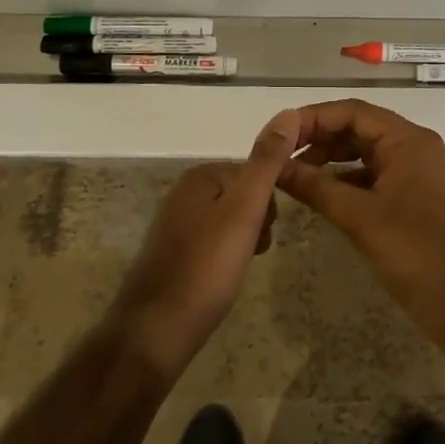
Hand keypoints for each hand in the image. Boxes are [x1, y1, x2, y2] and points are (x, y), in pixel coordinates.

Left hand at [109, 108, 300, 377]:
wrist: (156, 331)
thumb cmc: (207, 267)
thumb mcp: (245, 209)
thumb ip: (267, 162)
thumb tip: (289, 112)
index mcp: (200, 176)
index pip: (255, 173)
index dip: (269, 203)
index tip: (267, 231)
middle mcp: (184, 193)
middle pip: (243, 196)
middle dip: (257, 222)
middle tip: (253, 251)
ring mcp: (176, 224)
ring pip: (230, 221)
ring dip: (244, 241)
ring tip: (238, 268)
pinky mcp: (173, 254)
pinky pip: (214, 242)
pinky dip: (226, 257)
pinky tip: (224, 279)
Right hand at [276, 99, 444, 347]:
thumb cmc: (415, 253)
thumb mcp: (359, 217)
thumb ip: (315, 186)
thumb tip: (274, 165)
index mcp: (407, 140)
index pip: (353, 112)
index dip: (313, 118)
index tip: (280, 134)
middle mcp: (414, 147)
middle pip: (359, 128)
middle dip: (320, 138)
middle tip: (282, 155)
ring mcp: (416, 172)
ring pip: (365, 152)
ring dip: (331, 159)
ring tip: (295, 174)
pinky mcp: (414, 196)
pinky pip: (373, 175)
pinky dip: (346, 179)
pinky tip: (321, 194)